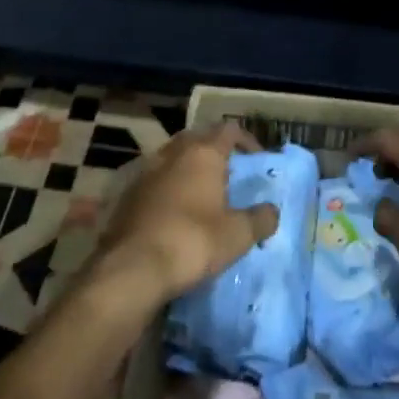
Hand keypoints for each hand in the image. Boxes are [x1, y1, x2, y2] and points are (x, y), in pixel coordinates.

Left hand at [94, 122, 280, 307]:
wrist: (132, 269)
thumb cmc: (193, 242)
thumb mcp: (238, 235)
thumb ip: (260, 219)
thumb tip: (272, 212)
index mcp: (202, 154)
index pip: (228, 130)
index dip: (246, 140)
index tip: (257, 159)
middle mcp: (172, 154)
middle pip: (197, 138)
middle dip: (214, 150)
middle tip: (229, 172)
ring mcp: (145, 173)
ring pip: (172, 158)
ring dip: (188, 168)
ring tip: (203, 192)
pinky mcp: (126, 196)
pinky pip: (155, 181)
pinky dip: (169, 188)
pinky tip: (176, 212)